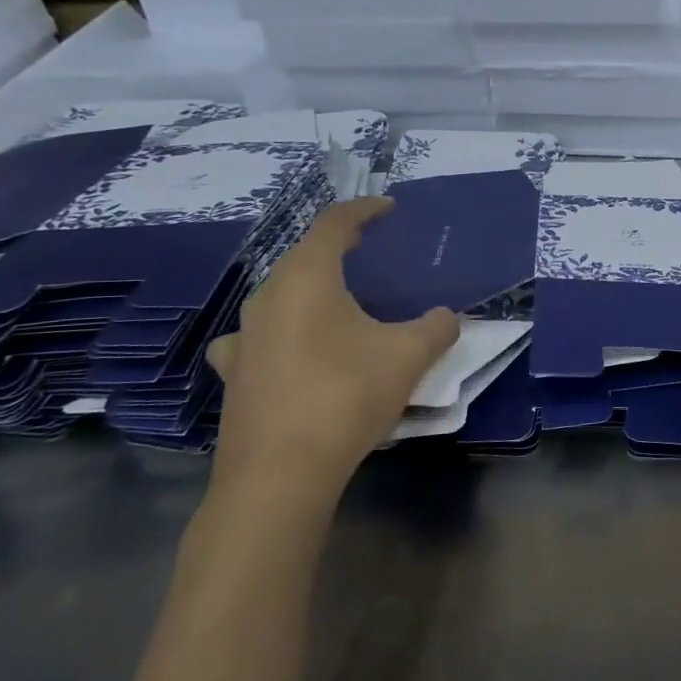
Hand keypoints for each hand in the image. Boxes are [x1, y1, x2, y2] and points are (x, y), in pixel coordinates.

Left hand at [206, 198, 458, 517]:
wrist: (280, 473)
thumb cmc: (346, 395)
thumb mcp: (409, 356)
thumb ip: (436, 327)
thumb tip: (446, 317)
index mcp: (307, 278)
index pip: (334, 224)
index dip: (364, 209)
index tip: (388, 207)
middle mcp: (267, 298)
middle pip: (304, 257)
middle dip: (339, 249)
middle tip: (371, 253)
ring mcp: (243, 337)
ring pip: (281, 296)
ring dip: (311, 290)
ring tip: (339, 303)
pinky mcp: (234, 374)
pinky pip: (262, 336)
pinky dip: (285, 331)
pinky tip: (294, 351)